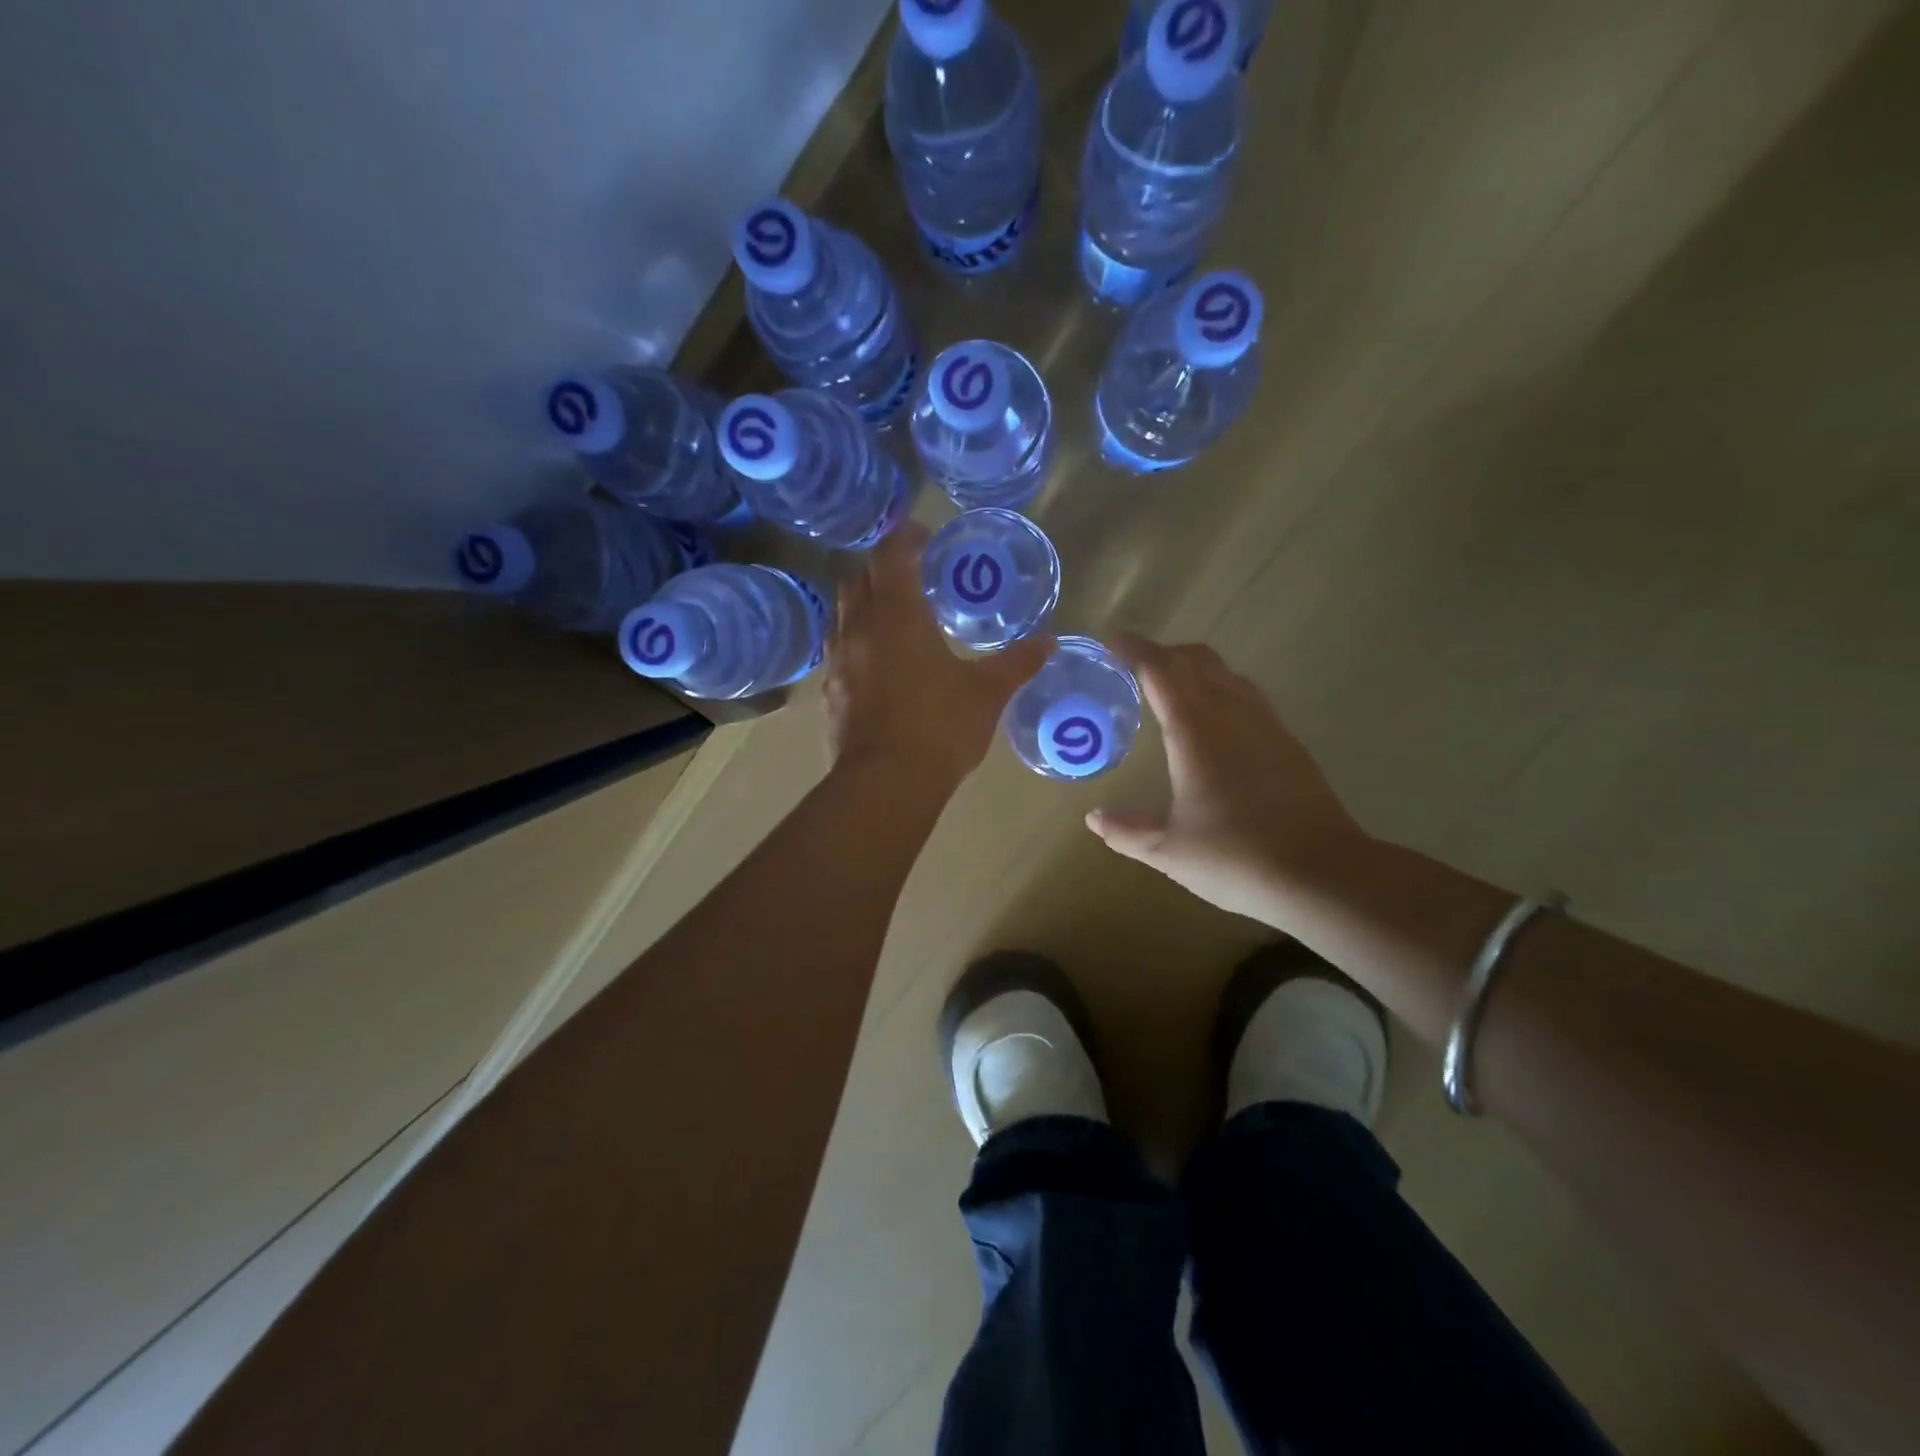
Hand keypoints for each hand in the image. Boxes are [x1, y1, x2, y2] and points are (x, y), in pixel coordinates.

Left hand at [825, 524, 1051, 786]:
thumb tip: (1049, 642)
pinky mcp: (828, 692)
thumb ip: (1016, 663)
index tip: (925, 537)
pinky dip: (855, 644)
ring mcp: (837, 661)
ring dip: (863, 605)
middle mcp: (859, 628)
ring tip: (893, 620)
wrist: (885, 784)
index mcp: (898, 614)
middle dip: (881, 568)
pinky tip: (877, 667)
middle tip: (911, 578)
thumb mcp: (987, 694)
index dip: (906, 537)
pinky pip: (837, 652)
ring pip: (841, 614)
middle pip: (857, 576)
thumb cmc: (940, 727)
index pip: (892, 553)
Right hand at [1086, 635, 1368, 923]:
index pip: (1161, 670)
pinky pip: (1248, 696)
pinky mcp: (1289, 743)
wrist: (1322, 874)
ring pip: (1228, 674)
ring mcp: (1267, 725)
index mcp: (1196, 730)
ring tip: (1171, 692)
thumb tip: (1094, 818)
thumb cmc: (1236, 857)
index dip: (1135, 650)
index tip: (1112, 642)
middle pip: (1197, 660)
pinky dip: (1221, 692)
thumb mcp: (1169, 850)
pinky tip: (1214, 726)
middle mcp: (1233, 713)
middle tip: (1135, 668)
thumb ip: (1127, 830)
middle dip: (1164, 654)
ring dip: (1195, 671)